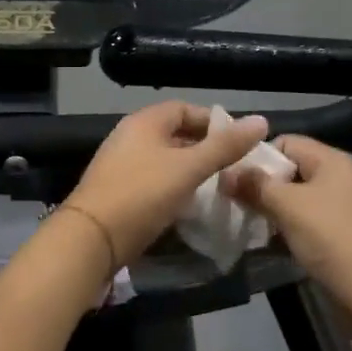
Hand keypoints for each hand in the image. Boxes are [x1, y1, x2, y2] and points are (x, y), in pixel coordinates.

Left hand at [64, 102, 268, 265]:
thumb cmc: (142, 195)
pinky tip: (189, 206)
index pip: (185, 108)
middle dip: (204, 148)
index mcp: (144, 122)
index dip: (214, 121)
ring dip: (189, 170)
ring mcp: (120, 165)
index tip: (239, 142)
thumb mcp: (188, 169)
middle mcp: (129, 137)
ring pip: (164, 159)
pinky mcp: (117, 192)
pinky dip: (173, 187)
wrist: (90, 241)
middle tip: (233, 167)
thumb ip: (224, 147)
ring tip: (216, 187)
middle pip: (174, 134)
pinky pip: (152, 181)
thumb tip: (261, 121)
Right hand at [223, 136, 351, 301]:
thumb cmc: (332, 239)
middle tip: (231, 202)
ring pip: (293, 200)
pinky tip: (263, 242)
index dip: (258, 156)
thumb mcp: (289, 207)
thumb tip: (226, 173)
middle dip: (260, 185)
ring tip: (243, 222)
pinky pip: (302, 223)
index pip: (286, 142)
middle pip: (288, 171)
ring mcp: (337, 210)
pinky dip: (283, 230)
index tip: (231, 177)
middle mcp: (335, 179)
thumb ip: (256, 186)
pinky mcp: (335, 237)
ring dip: (269, 210)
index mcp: (330, 161)